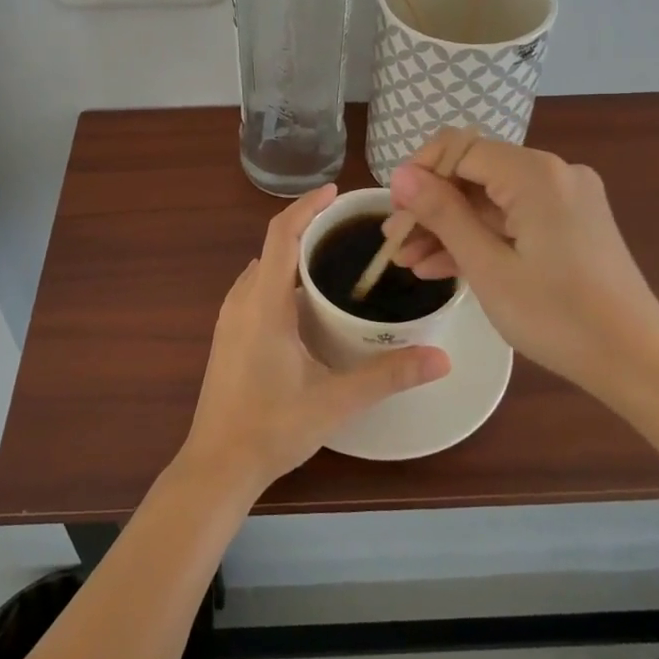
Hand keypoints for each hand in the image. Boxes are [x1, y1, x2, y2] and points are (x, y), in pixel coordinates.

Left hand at [181, 185, 450, 493]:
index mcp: (264, 303)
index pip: (281, 234)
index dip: (307, 206)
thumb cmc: (271, 428)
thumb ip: (388, 376)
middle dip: (308, 228)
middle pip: (273, 246)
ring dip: (294, 254)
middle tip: (351, 229)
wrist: (217, 465)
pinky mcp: (228, 334)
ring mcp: (229, 318)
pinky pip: (256, 288)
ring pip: (264, 268)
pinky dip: (282, 278)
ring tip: (335, 257)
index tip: (336, 193)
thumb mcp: (335, 401)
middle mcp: (241, 300)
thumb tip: (441, 357)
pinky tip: (309, 301)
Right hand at [388, 131, 658, 395]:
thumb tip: (400, 175)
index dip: (419, 174)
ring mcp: (566, 198)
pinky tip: (443, 266)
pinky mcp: (571, 223)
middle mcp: (554, 173)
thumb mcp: (488, 267)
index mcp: (535, 174)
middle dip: (431, 206)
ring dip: (450, 226)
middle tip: (395, 244)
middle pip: (474, 173)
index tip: (393, 213)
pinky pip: (513, 218)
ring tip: (409, 262)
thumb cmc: (558, 317)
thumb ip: (442, 214)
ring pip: (491, 199)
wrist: (638, 362)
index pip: (459, 148)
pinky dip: (481, 237)